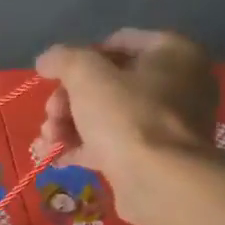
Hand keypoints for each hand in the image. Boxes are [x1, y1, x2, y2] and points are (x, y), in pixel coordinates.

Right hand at [35, 29, 218, 224]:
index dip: (81, 58)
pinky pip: (111, 144)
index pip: (118, 42)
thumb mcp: (87, 76)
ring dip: (68, 125)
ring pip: (105, 115)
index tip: (55, 78)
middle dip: (68, 100)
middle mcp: (177, 84)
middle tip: (51, 116)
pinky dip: (82, 147)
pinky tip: (52, 156)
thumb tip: (47, 60)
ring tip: (47, 141)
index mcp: (173, 53)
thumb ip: (64, 59)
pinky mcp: (152, 157)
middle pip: (108, 83)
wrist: (159, 183)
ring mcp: (165, 124)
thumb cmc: (127, 117)